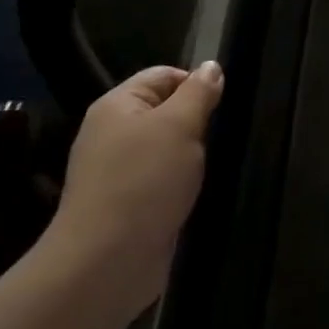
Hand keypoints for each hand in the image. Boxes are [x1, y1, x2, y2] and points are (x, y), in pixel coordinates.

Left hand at [44, 63, 223, 321]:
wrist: (107, 261)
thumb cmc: (145, 181)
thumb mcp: (180, 125)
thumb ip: (199, 92)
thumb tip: (211, 66)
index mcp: (116, 106)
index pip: (163, 75)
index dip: (195, 83)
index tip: (222, 106)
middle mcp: (112, 134)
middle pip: (165, 111)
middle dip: (196, 122)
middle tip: (220, 136)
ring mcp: (117, 171)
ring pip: (167, 147)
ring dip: (192, 155)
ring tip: (213, 164)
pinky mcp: (128, 204)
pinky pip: (162, 179)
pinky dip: (182, 182)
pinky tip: (197, 191)